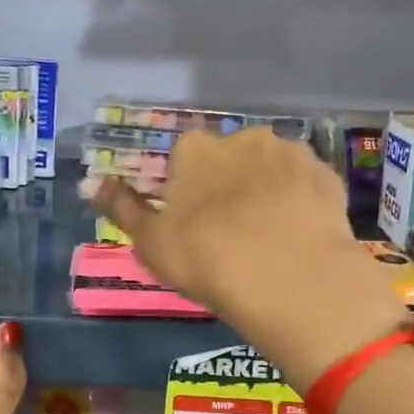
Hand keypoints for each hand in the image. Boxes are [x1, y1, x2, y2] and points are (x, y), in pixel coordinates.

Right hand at [89, 129, 405, 387]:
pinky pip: (304, 185)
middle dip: (228, 186)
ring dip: (266, 191)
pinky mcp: (326, 175)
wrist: (288, 275)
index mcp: (195, 150)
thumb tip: (88, 182)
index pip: (184, 161)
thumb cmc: (207, 258)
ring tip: (269, 237)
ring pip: (269, 169)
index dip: (186, 192)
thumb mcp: (151, 241)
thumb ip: (121, 207)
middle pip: (229, 160)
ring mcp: (289, 153)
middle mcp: (242, 138)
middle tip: (231, 234)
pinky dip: (299, 202)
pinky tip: (299, 235)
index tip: (193, 225)